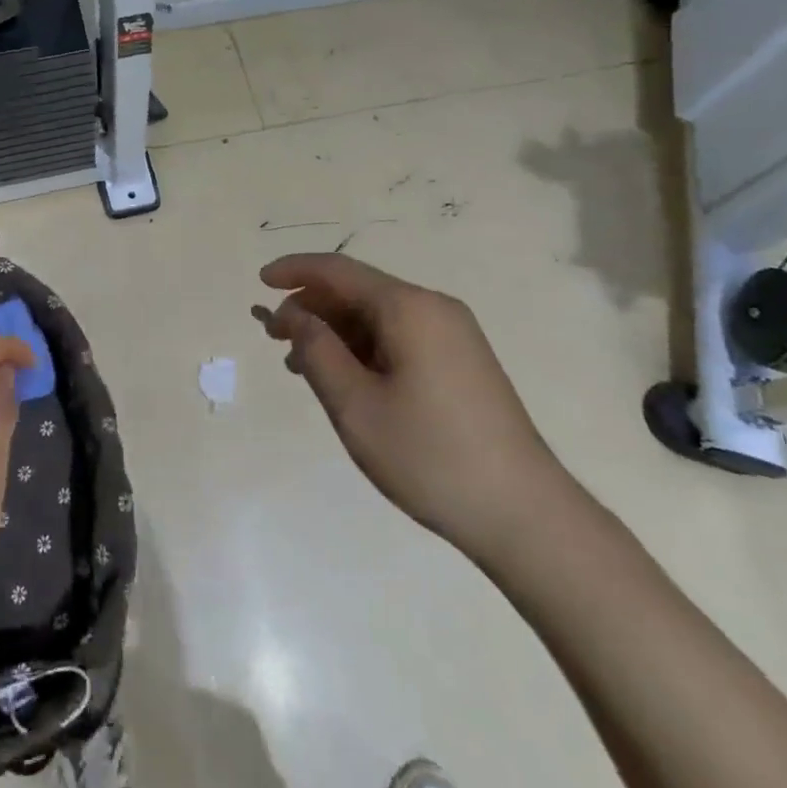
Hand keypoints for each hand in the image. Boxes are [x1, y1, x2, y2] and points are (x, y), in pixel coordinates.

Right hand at [256, 252, 570, 563]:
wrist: (526, 516)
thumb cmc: (430, 456)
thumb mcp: (356, 405)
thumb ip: (316, 350)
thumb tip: (295, 314)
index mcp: (409, 308)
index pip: (339, 271)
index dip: (295, 271)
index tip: (260, 283)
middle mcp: (434, 308)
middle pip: (359, 292)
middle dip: (312, 307)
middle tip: (274, 337)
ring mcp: (454, 335)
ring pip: (378, 317)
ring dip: (336, 332)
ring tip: (300, 364)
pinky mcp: (462, 362)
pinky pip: (400, 338)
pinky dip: (364, 349)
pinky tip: (344, 379)